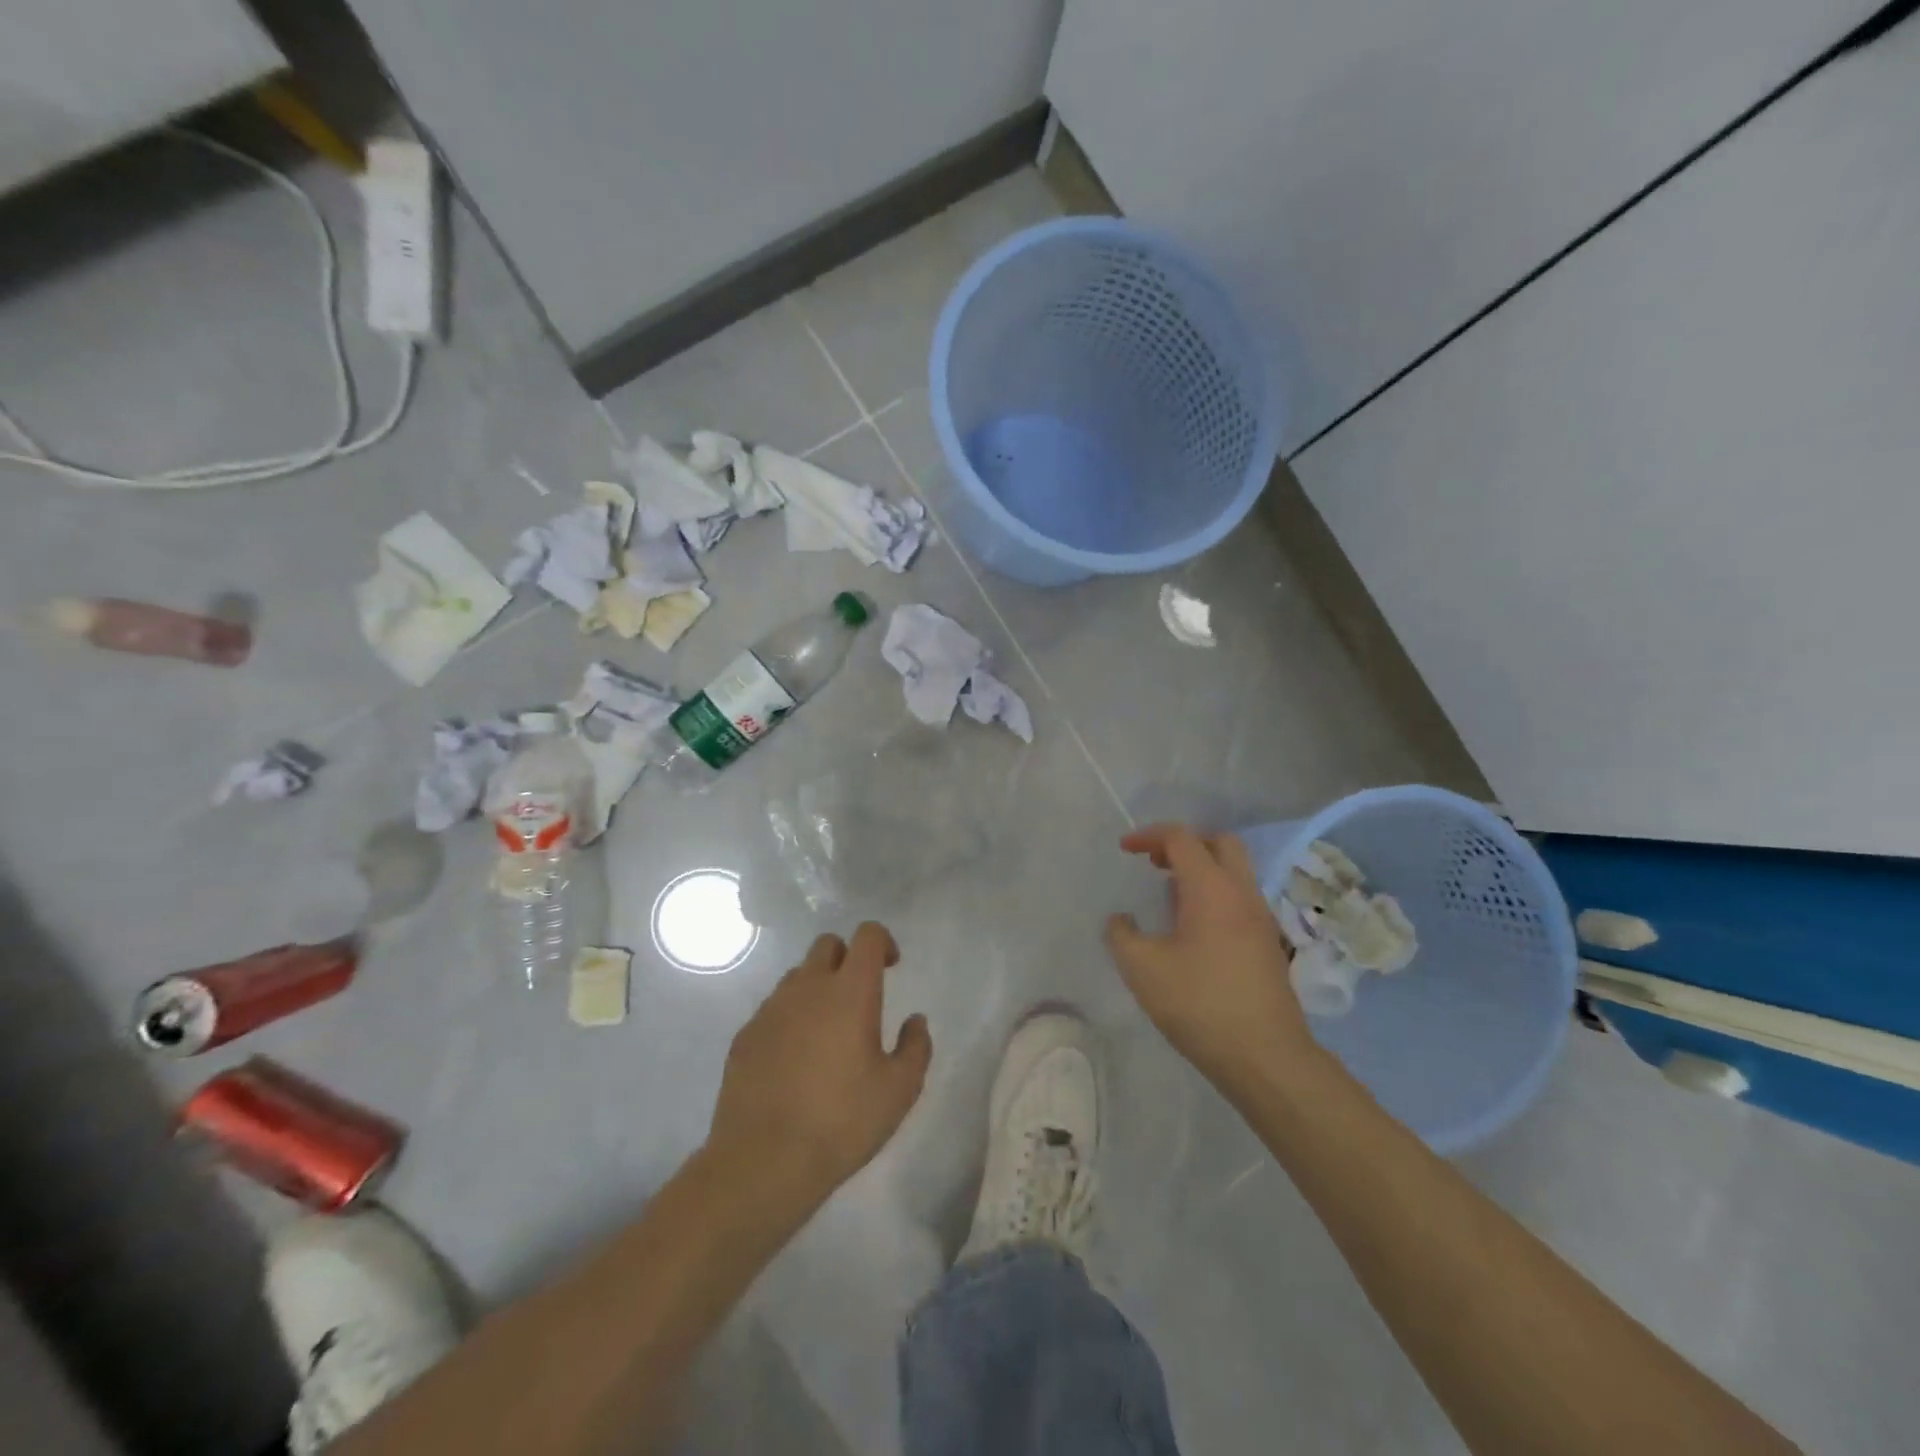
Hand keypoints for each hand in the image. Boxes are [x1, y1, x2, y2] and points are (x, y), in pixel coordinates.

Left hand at [707, 923, 931, 1206]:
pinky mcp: (745, 1035)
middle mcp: (808, 987)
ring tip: (827, 1033)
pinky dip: (790, 1019)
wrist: (763, 1161)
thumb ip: (915, 1047)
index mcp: (850, 991)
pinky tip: (795, 1060)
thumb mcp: (899, 1091)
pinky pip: (773, 1009)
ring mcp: (771, 1009)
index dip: (883, 942)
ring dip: (817, 988)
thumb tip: (915, 1021)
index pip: (867, 936)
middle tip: (859, 997)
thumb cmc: (842, 1121)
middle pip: (827, 945)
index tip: (891, 967)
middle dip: (847, 958)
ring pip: (798, 976)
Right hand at [1106, 824, 1318, 1094]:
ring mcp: (1260, 918)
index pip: (1182, 838)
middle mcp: (1241, 893)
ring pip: (1234, 871)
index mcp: (1212, 889)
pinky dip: (1214, 894)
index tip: (1125, 849)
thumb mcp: (1142, 969)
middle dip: (1184, 843)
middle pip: (1219, 843)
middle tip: (1155, 863)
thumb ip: (1121, 936)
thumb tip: (1121, 920)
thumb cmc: (1200, 1004)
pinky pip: (1239, 898)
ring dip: (1201, 869)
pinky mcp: (1268, 944)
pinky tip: (1192, 927)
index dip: (1149, 836)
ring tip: (1169, 894)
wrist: (1266, 1057)